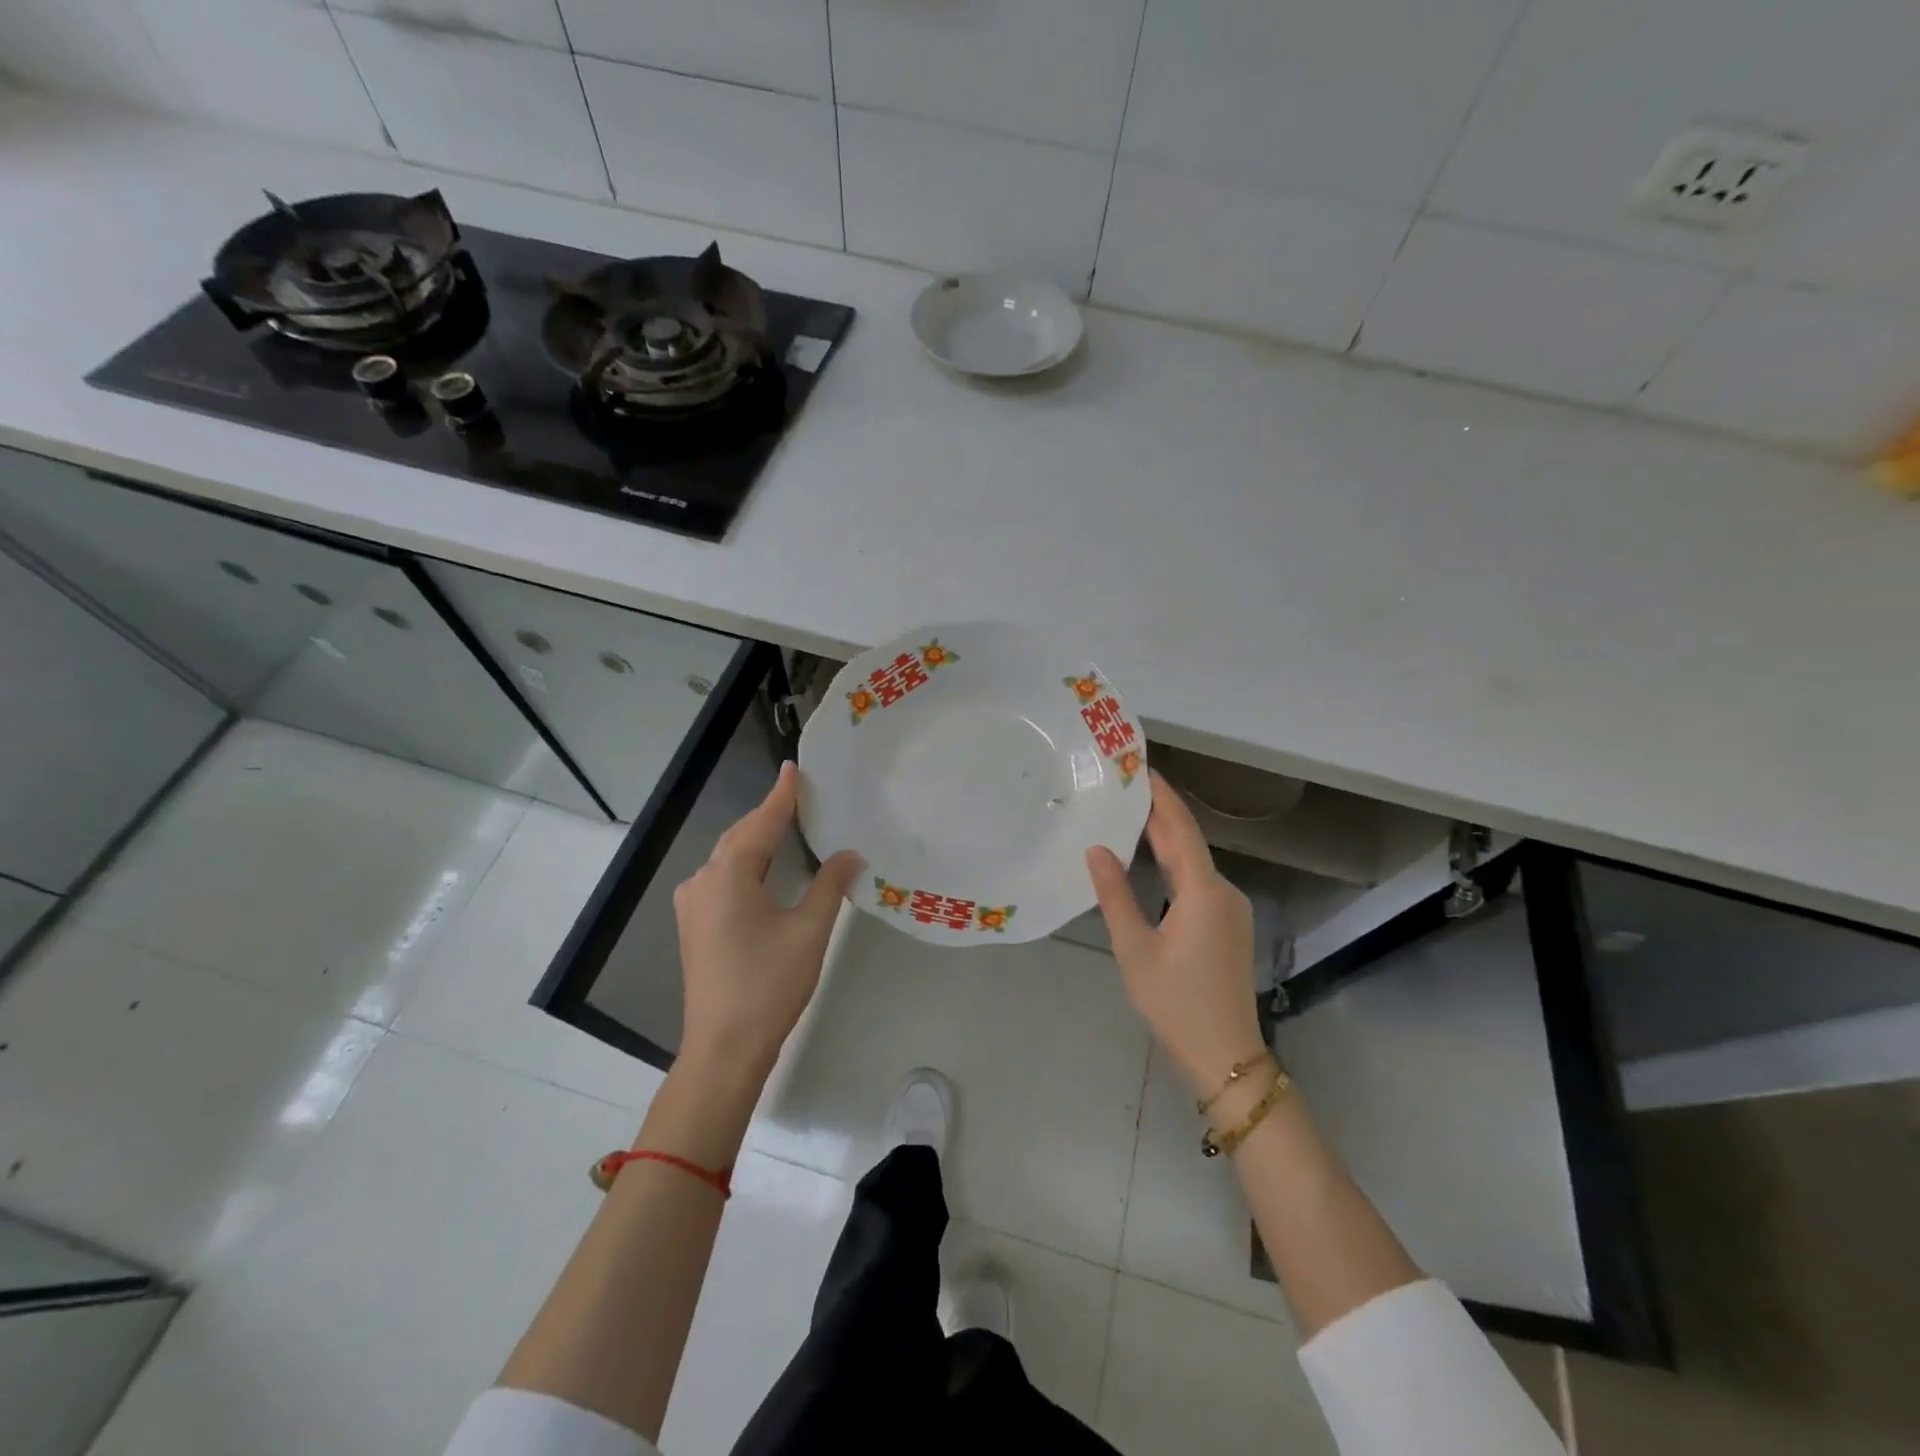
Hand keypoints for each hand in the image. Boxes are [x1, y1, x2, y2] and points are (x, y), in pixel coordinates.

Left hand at [673, 762, 861, 1074]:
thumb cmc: (768, 984)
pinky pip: (723, 879)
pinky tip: (766, 869)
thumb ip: (829, 885)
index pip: (762, 822)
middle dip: (769, 816)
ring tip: (789, 826)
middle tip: (800, 796)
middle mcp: (703, 880)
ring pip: (729, 858)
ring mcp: (693, 904)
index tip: (794, 767)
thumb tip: (850, 855)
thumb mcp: (809, 930)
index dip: (782, 795)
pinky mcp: (694, 925)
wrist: (723, 1048)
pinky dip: (747, 865)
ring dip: (758, 841)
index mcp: (729, 874)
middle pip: (741, 836)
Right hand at [1087, 770, 1264, 1095]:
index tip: (1139, 767)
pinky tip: (1150, 860)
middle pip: (1189, 841)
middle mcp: (1224, 891)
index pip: (1180, 829)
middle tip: (1124, 786)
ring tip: (1129, 816)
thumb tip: (1096, 849)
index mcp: (1203, 891)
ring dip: (1166, 838)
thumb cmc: (1175, 1002)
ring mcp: (1231, 909)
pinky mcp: (1229, 925)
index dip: (1161, 796)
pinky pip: (1198, 880)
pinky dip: (1174, 863)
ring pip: (1194, 861)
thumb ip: (1115, 895)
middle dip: (1159, 812)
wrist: (1225, 1056)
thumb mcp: (1135, 949)